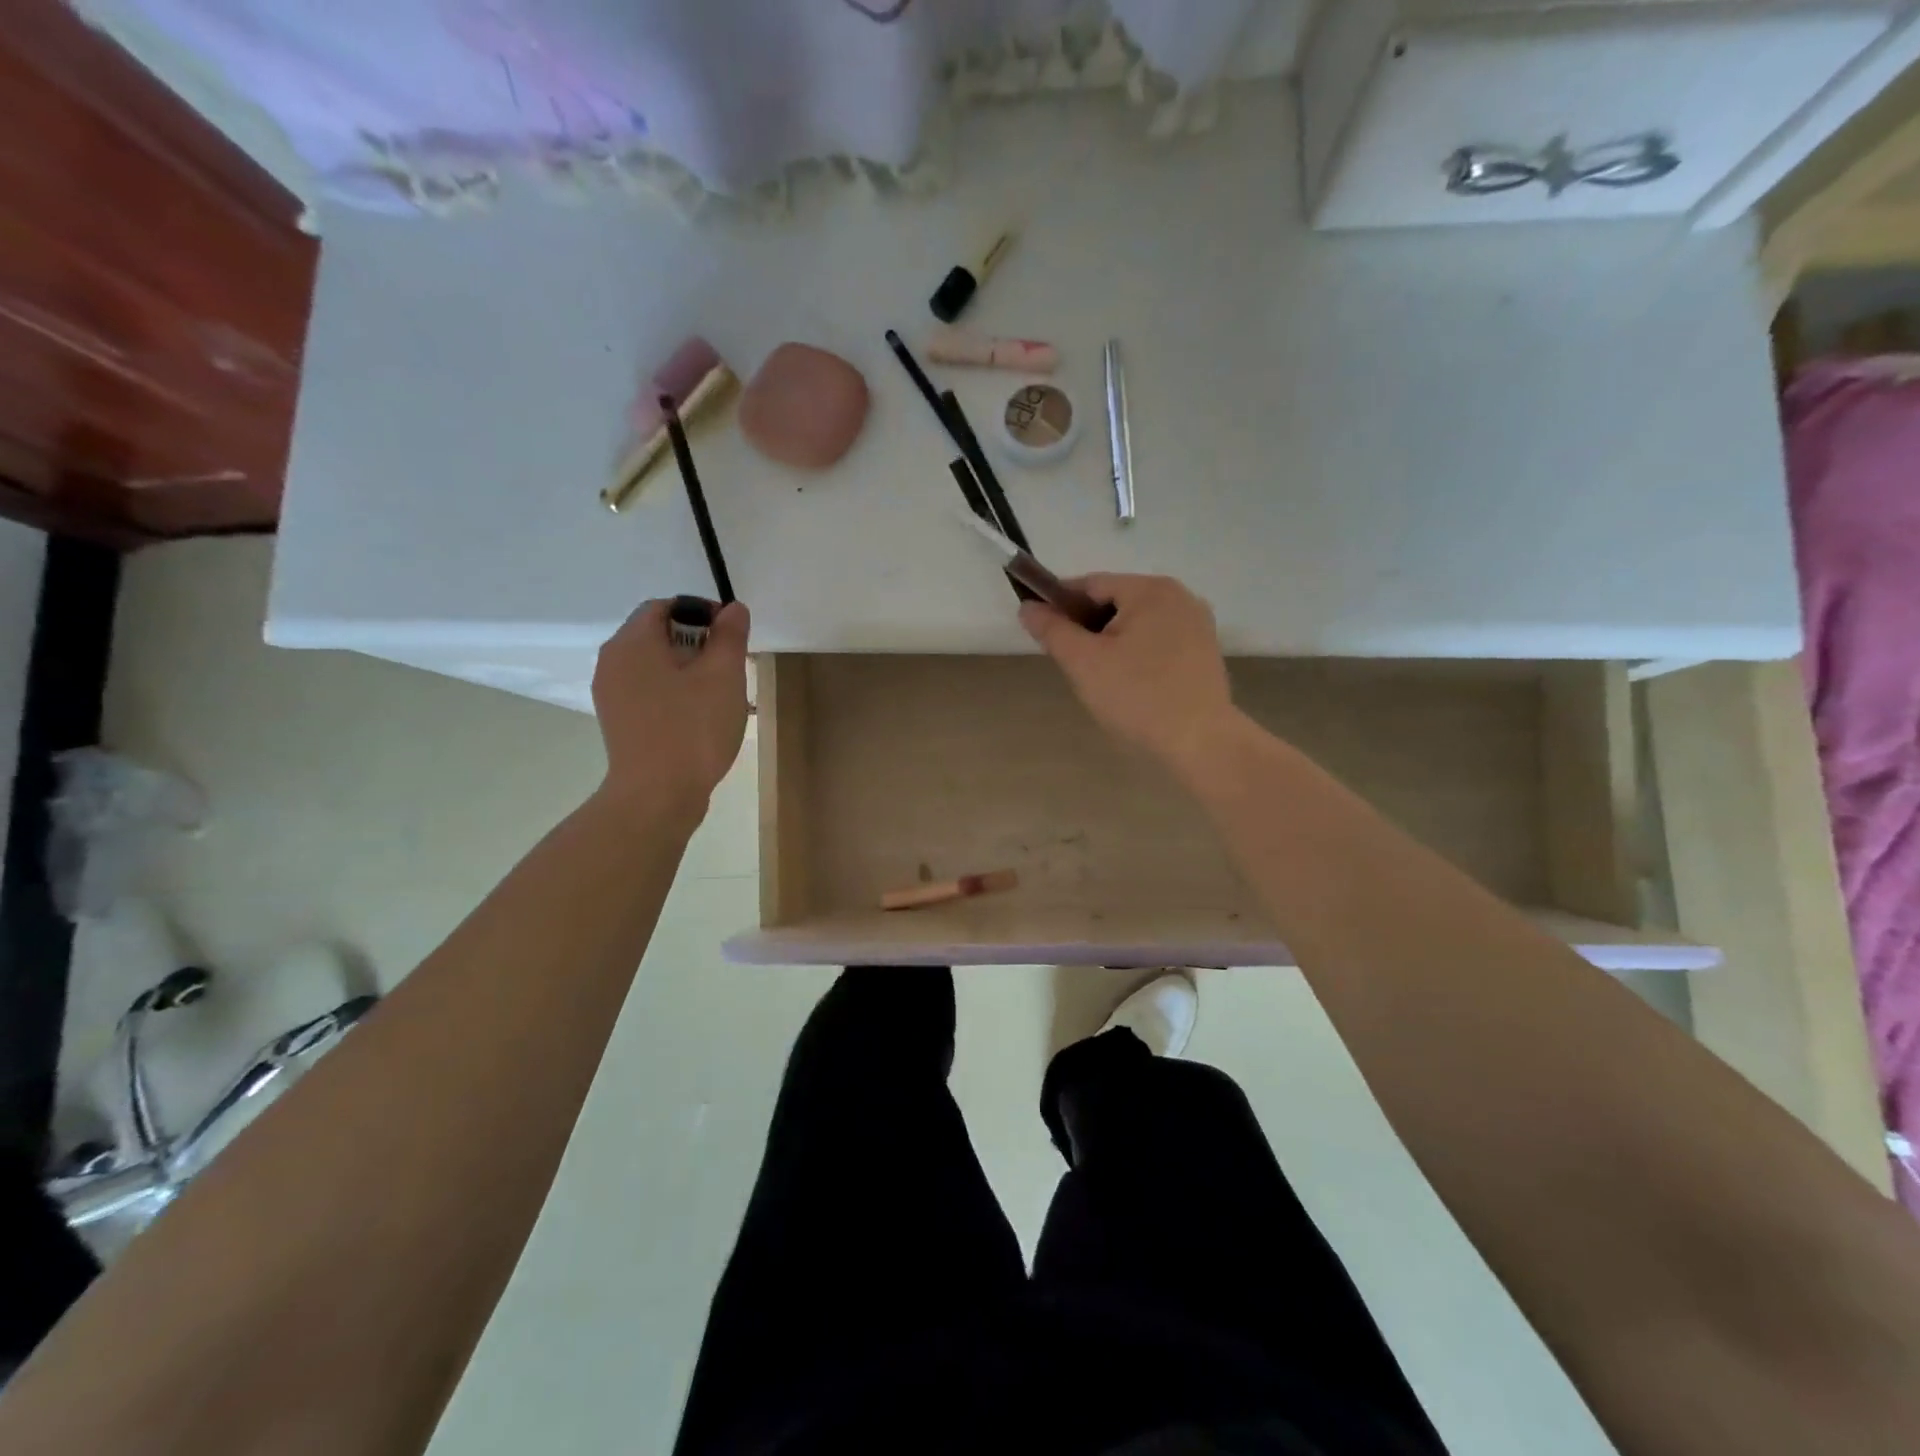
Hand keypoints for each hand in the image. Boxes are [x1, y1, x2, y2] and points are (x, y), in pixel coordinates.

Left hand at [592, 599, 749, 813]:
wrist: (657, 796)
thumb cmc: (693, 729)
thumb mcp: (723, 676)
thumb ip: (729, 636)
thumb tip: (732, 609)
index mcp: (632, 643)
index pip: (663, 606)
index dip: (700, 612)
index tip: (730, 636)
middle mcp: (612, 662)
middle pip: (657, 635)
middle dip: (697, 643)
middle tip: (730, 667)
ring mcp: (612, 694)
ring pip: (654, 665)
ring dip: (688, 670)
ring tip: (719, 694)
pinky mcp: (619, 721)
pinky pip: (648, 691)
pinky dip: (673, 692)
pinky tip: (699, 716)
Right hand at [1019, 574, 1235, 767]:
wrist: (1200, 741)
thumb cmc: (1137, 696)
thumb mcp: (1084, 662)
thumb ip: (1052, 630)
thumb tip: (1028, 607)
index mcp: (1150, 589)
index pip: (1091, 584)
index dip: (1060, 604)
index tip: (1041, 630)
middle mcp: (1179, 596)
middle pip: (1116, 601)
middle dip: (1088, 627)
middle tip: (1071, 663)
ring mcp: (1197, 623)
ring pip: (1137, 623)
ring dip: (1111, 642)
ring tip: (1099, 677)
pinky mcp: (1204, 651)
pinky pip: (1158, 641)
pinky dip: (1137, 653)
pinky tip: (1130, 683)